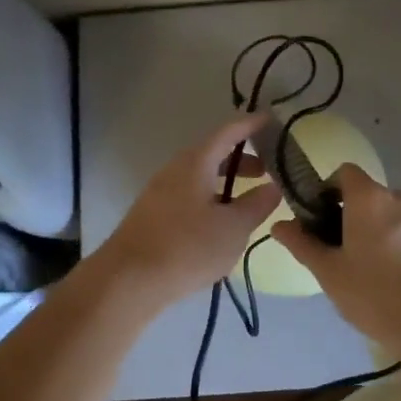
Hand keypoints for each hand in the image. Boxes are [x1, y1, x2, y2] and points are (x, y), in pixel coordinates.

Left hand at [90, 113, 281, 315]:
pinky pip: (189, 194)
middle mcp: (175, 169)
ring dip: (226, 181)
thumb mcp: (233, 228)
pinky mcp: (153, 214)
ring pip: (200, 176)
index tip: (271, 120)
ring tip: (248, 200)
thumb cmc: (186, 248)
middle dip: (241, 158)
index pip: (228, 132)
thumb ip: (256, 205)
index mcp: (196, 162)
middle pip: (212, 153)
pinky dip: (210, 197)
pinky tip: (220, 223)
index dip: (250, 124)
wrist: (127, 281)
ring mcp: (160, 191)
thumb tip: (273, 187)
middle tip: (267, 170)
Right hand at [271, 164, 400, 358]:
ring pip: (391, 216)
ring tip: (368, 271)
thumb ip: (302, 243)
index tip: (319, 219)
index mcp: (370, 197)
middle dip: (352, 216)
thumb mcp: (329, 272)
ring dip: (377, 232)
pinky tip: (394, 280)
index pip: (344, 172)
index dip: (328, 190)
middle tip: (340, 252)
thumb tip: (279, 225)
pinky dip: (399, 246)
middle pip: (368, 196)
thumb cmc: (375, 294)